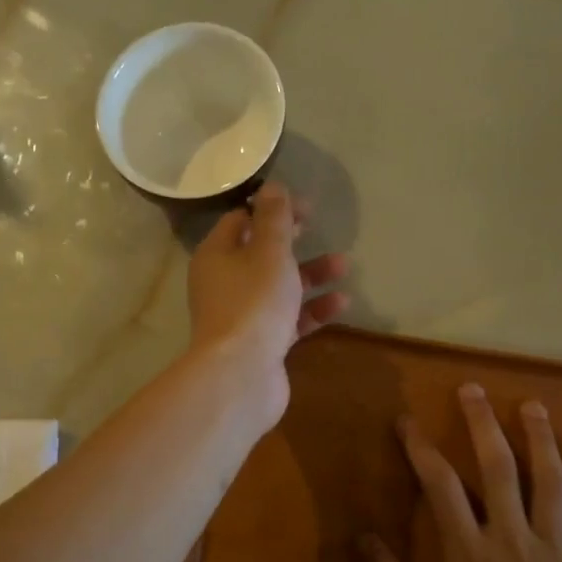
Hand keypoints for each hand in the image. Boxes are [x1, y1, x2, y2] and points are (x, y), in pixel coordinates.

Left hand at [186, 182, 348, 424]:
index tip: (304, 208)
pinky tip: (341, 302)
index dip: (271, 210)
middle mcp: (224, 283)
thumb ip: (274, 219)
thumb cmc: (253, 303)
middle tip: (317, 228)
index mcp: (216, 256)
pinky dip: (312, 309)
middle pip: (259, 254)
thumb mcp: (269, 252)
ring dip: (310, 274)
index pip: (241, 221)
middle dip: (292, 241)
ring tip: (344, 264)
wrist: (241, 375)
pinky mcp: (261, 343)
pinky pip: (288, 318)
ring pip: (278, 287)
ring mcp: (242, 316)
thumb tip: (272, 187)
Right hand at [362, 385, 561, 561]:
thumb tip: (362, 538)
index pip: (440, 485)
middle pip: (497, 467)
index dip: (420, 448)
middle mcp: (512, 535)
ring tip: (532, 406)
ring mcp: (556, 547)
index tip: (407, 421)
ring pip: (550, 481)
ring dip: (540, 439)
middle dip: (481, 424)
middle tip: (473, 389)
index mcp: (469, 550)